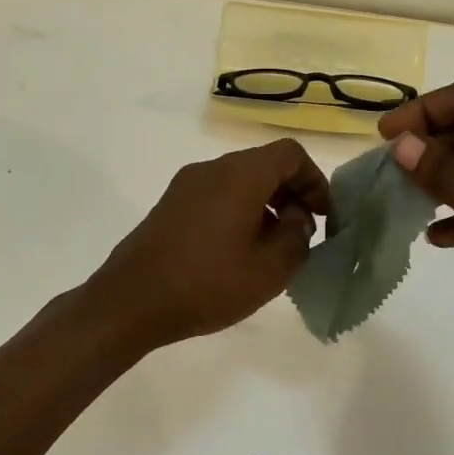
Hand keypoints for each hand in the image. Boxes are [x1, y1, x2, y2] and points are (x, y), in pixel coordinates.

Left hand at [87, 139, 330, 350]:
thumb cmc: (206, 284)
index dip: (315, 180)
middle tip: (302, 234)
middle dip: (292, 193)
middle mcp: (212, 168)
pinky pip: (217, 194)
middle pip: (264, 164)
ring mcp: (186, 184)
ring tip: (273, 248)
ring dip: (266, 204)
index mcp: (240, 175)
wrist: (130, 301)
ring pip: (240, 180)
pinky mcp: (170, 204)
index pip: (290, 153)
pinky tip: (238, 251)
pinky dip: (239, 210)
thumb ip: (297, 237)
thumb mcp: (269, 269)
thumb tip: (296, 217)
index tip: (323, 216)